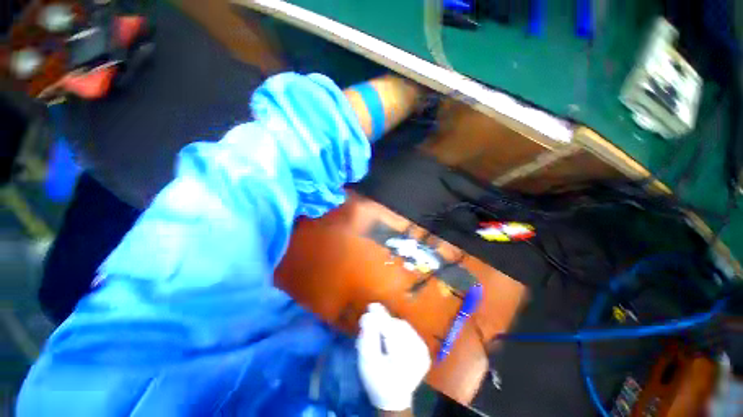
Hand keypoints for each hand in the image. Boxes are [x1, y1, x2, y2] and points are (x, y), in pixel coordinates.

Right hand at [356, 303, 430, 411]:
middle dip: (384, 322)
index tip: (372, 306)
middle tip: (373, 321)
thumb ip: (367, 337)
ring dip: (391, 325)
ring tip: (382, 331)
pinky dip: (398, 330)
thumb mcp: (367, 361)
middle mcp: (418, 353)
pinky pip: (408, 331)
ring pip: (404, 327)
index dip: (380, 317)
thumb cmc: (377, 381)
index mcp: (403, 360)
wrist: (394, 398)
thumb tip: (368, 315)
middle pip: (398, 327)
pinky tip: (391, 336)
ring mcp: (423, 351)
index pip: (391, 330)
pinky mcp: (424, 349)